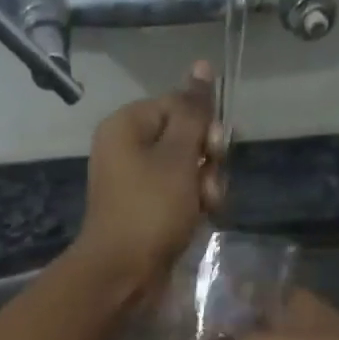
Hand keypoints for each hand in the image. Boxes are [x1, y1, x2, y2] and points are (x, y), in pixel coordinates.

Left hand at [73, 63, 223, 293]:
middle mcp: (127, 148)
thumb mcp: (177, 157)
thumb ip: (194, 112)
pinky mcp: (145, 209)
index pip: (178, 105)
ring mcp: (135, 182)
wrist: (122, 274)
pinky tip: (202, 219)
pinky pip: (178, 194)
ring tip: (206, 207)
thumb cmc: (149, 210)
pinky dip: (193, 204)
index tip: (216, 149)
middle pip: (184, 136)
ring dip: (205, 184)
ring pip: (186, 168)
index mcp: (126, 126)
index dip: (204, 125)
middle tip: (209, 183)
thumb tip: (201, 65)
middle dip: (207, 159)